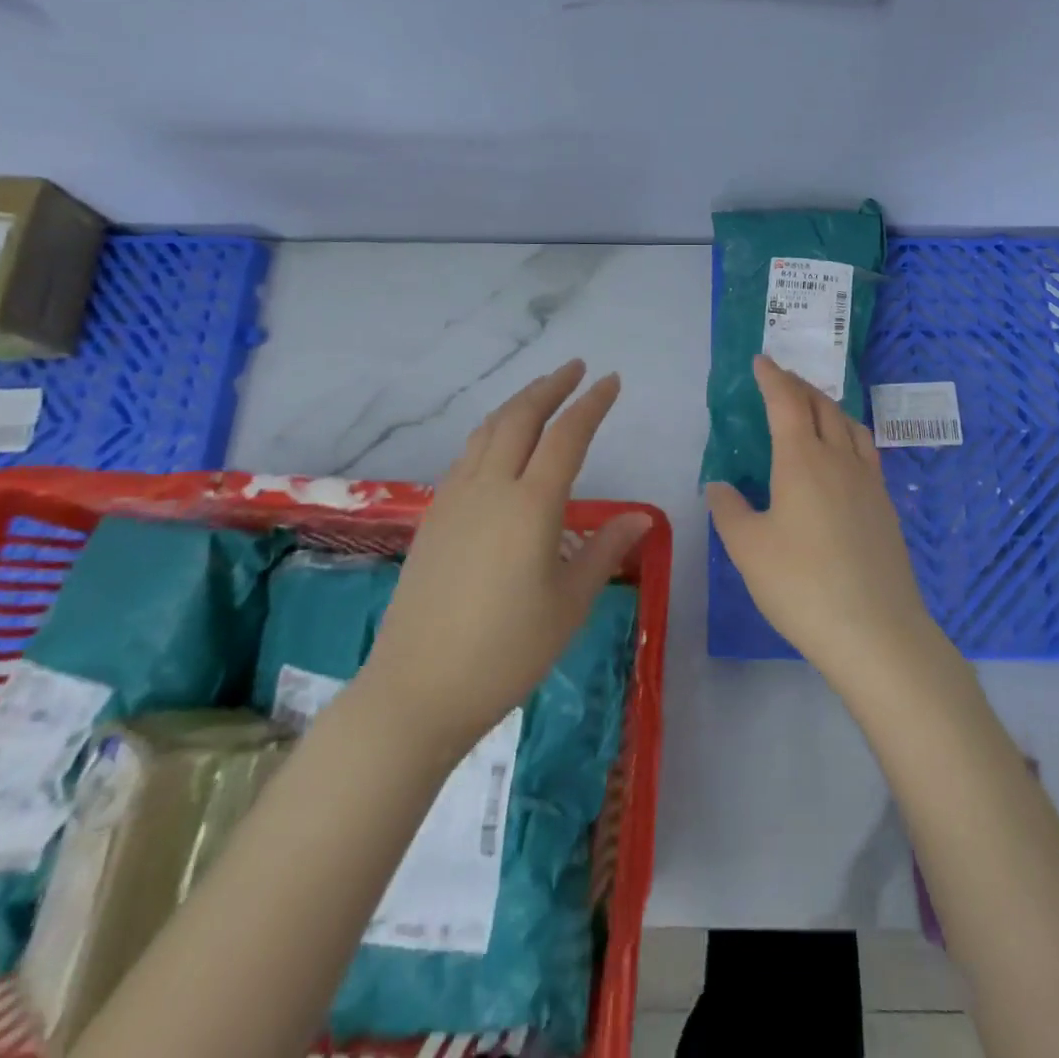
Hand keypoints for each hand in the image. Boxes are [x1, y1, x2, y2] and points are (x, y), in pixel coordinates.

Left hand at [362, 360, 648, 755]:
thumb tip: (641, 517)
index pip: (567, 436)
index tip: (611, 381)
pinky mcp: (433, 518)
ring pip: (488, 431)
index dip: (592, 404)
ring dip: (517, 404)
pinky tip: (500, 446)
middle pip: (520, 418)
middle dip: (550, 386)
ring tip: (540, 395)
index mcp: (531, 506)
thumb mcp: (569, 604)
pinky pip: (467, 456)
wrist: (417, 690)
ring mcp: (454, 500)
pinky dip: (492, 433)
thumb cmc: (506, 652)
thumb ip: (604, 550)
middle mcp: (490, 489)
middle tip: (575, 368)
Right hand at [706, 356, 940, 686]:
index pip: (786, 402)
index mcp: (802, 460)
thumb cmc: (801, 585)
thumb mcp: (749, 550)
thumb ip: (730, 511)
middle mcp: (840, 459)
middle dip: (799, 386)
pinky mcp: (886, 506)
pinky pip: (866, 451)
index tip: (761, 361)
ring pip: (850, 425)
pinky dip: (848, 434)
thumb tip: (719, 486)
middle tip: (781, 379)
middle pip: (822, 406)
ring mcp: (869, 482)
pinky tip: (843, 455)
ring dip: (828, 406)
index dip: (773, 378)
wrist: (876, 631)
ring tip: (813, 407)